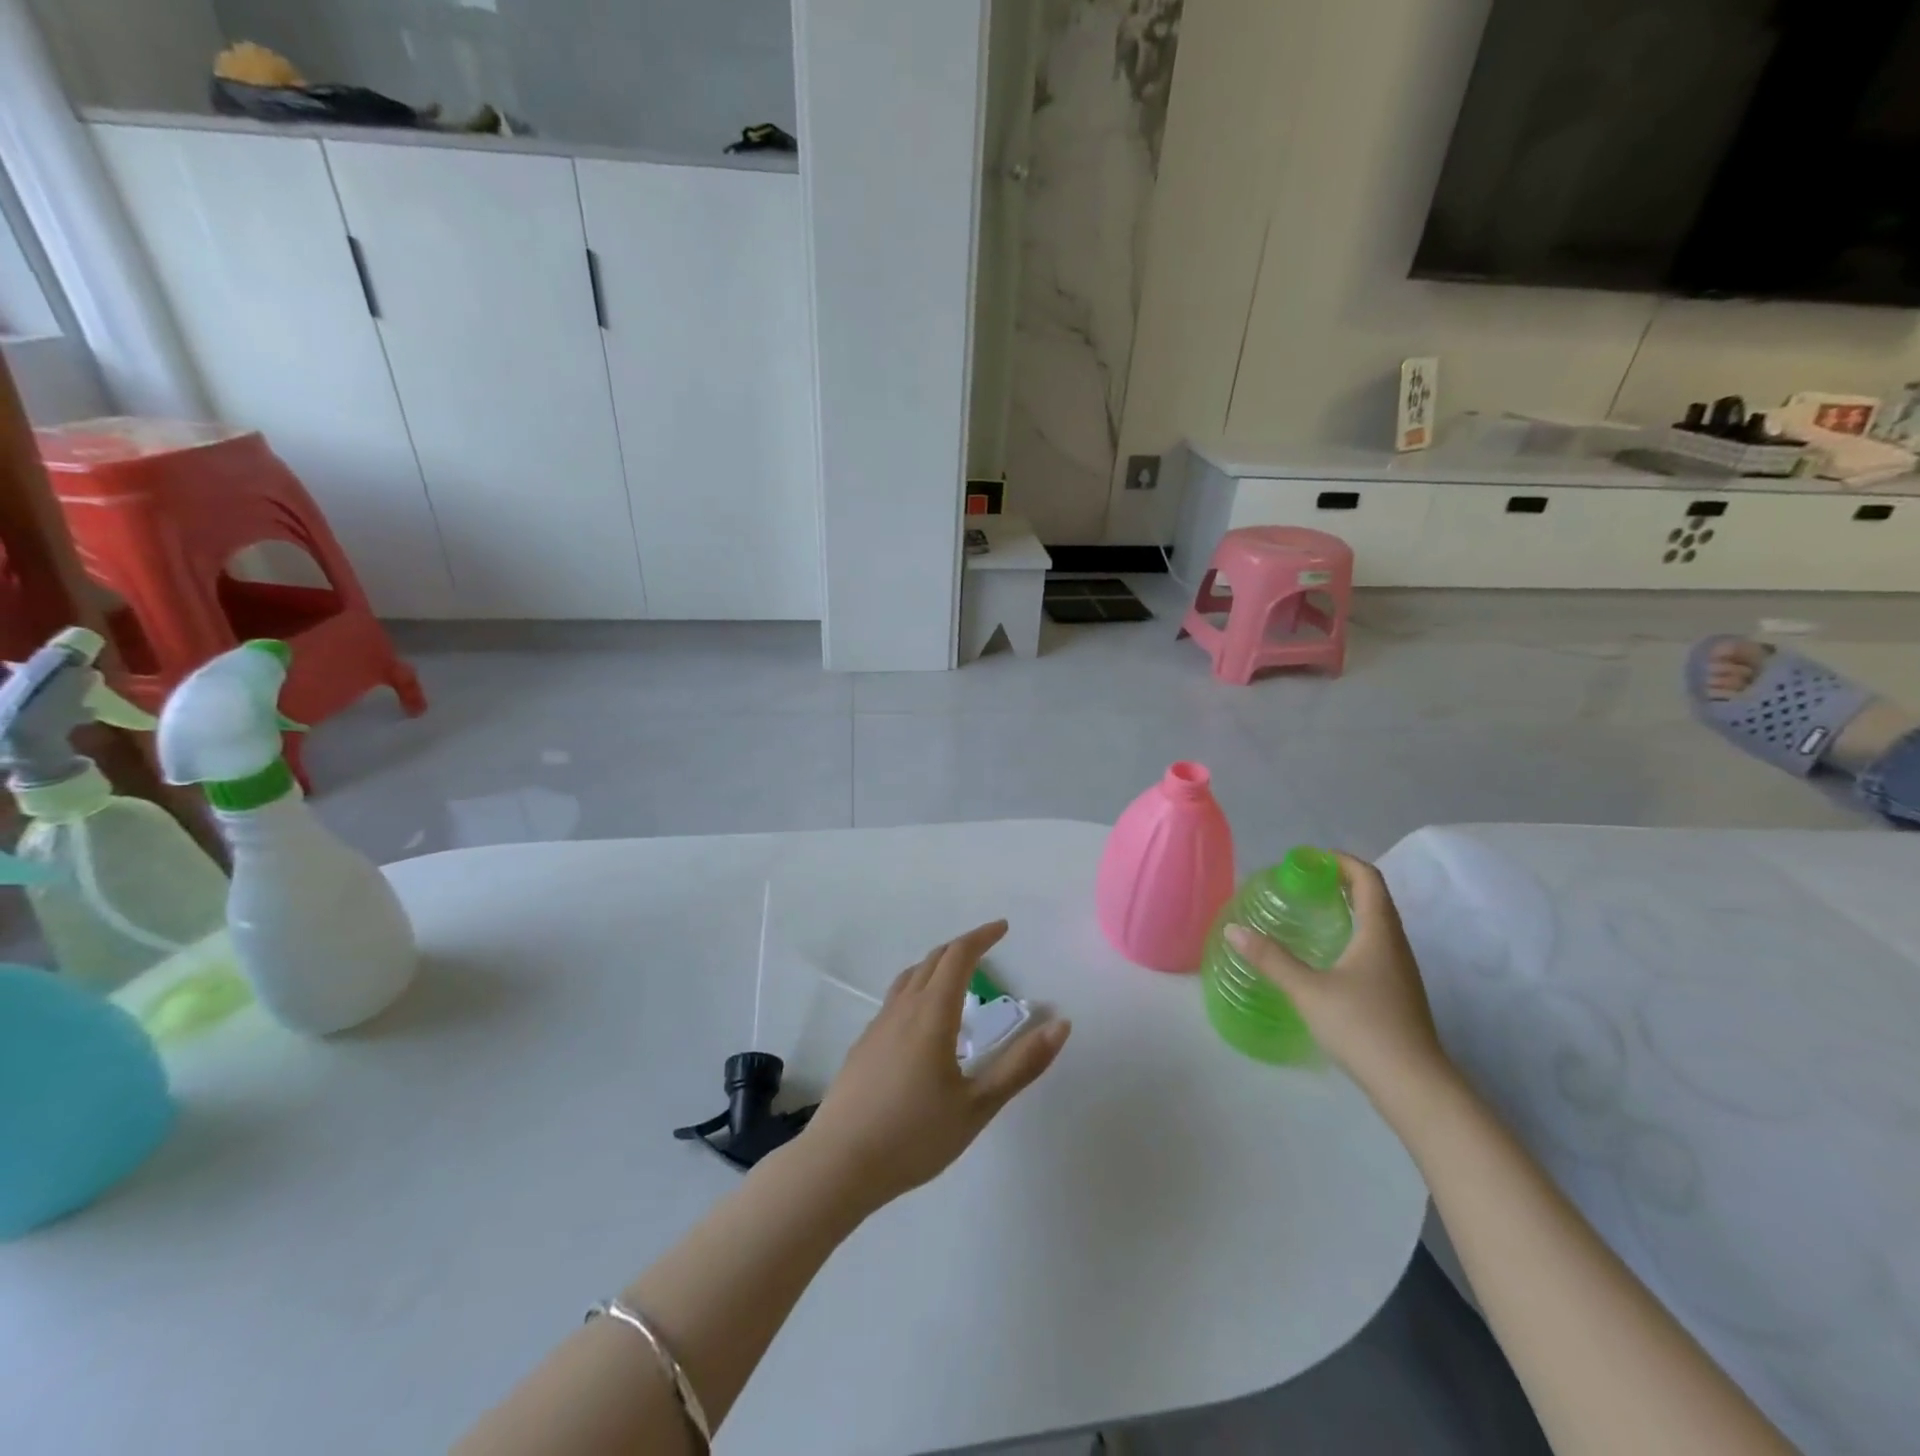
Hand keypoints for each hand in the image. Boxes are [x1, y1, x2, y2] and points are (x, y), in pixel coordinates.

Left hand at [802, 921, 1070, 1214]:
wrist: (838, 1164)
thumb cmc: (914, 1136)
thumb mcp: (977, 1106)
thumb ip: (1020, 1065)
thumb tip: (1061, 1024)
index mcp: (932, 1014)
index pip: (958, 957)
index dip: (982, 937)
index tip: (1003, 927)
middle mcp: (903, 1009)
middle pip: (933, 960)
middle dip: (962, 947)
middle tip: (987, 947)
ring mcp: (878, 1026)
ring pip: (910, 977)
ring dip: (937, 965)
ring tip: (956, 977)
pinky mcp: (864, 1045)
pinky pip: (896, 999)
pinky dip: (918, 989)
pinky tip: (923, 1023)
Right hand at [1224, 854, 1453, 1105]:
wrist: (1414, 1086)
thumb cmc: (1362, 1027)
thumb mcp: (1307, 990)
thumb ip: (1270, 958)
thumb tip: (1233, 929)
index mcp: (1379, 932)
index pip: (1368, 879)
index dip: (1341, 861)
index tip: (1309, 859)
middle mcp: (1395, 944)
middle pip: (1374, 898)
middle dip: (1341, 882)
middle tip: (1302, 882)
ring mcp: (1400, 971)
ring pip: (1376, 924)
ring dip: (1348, 908)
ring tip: (1310, 911)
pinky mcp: (1397, 993)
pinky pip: (1375, 947)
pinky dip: (1351, 934)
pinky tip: (1326, 954)